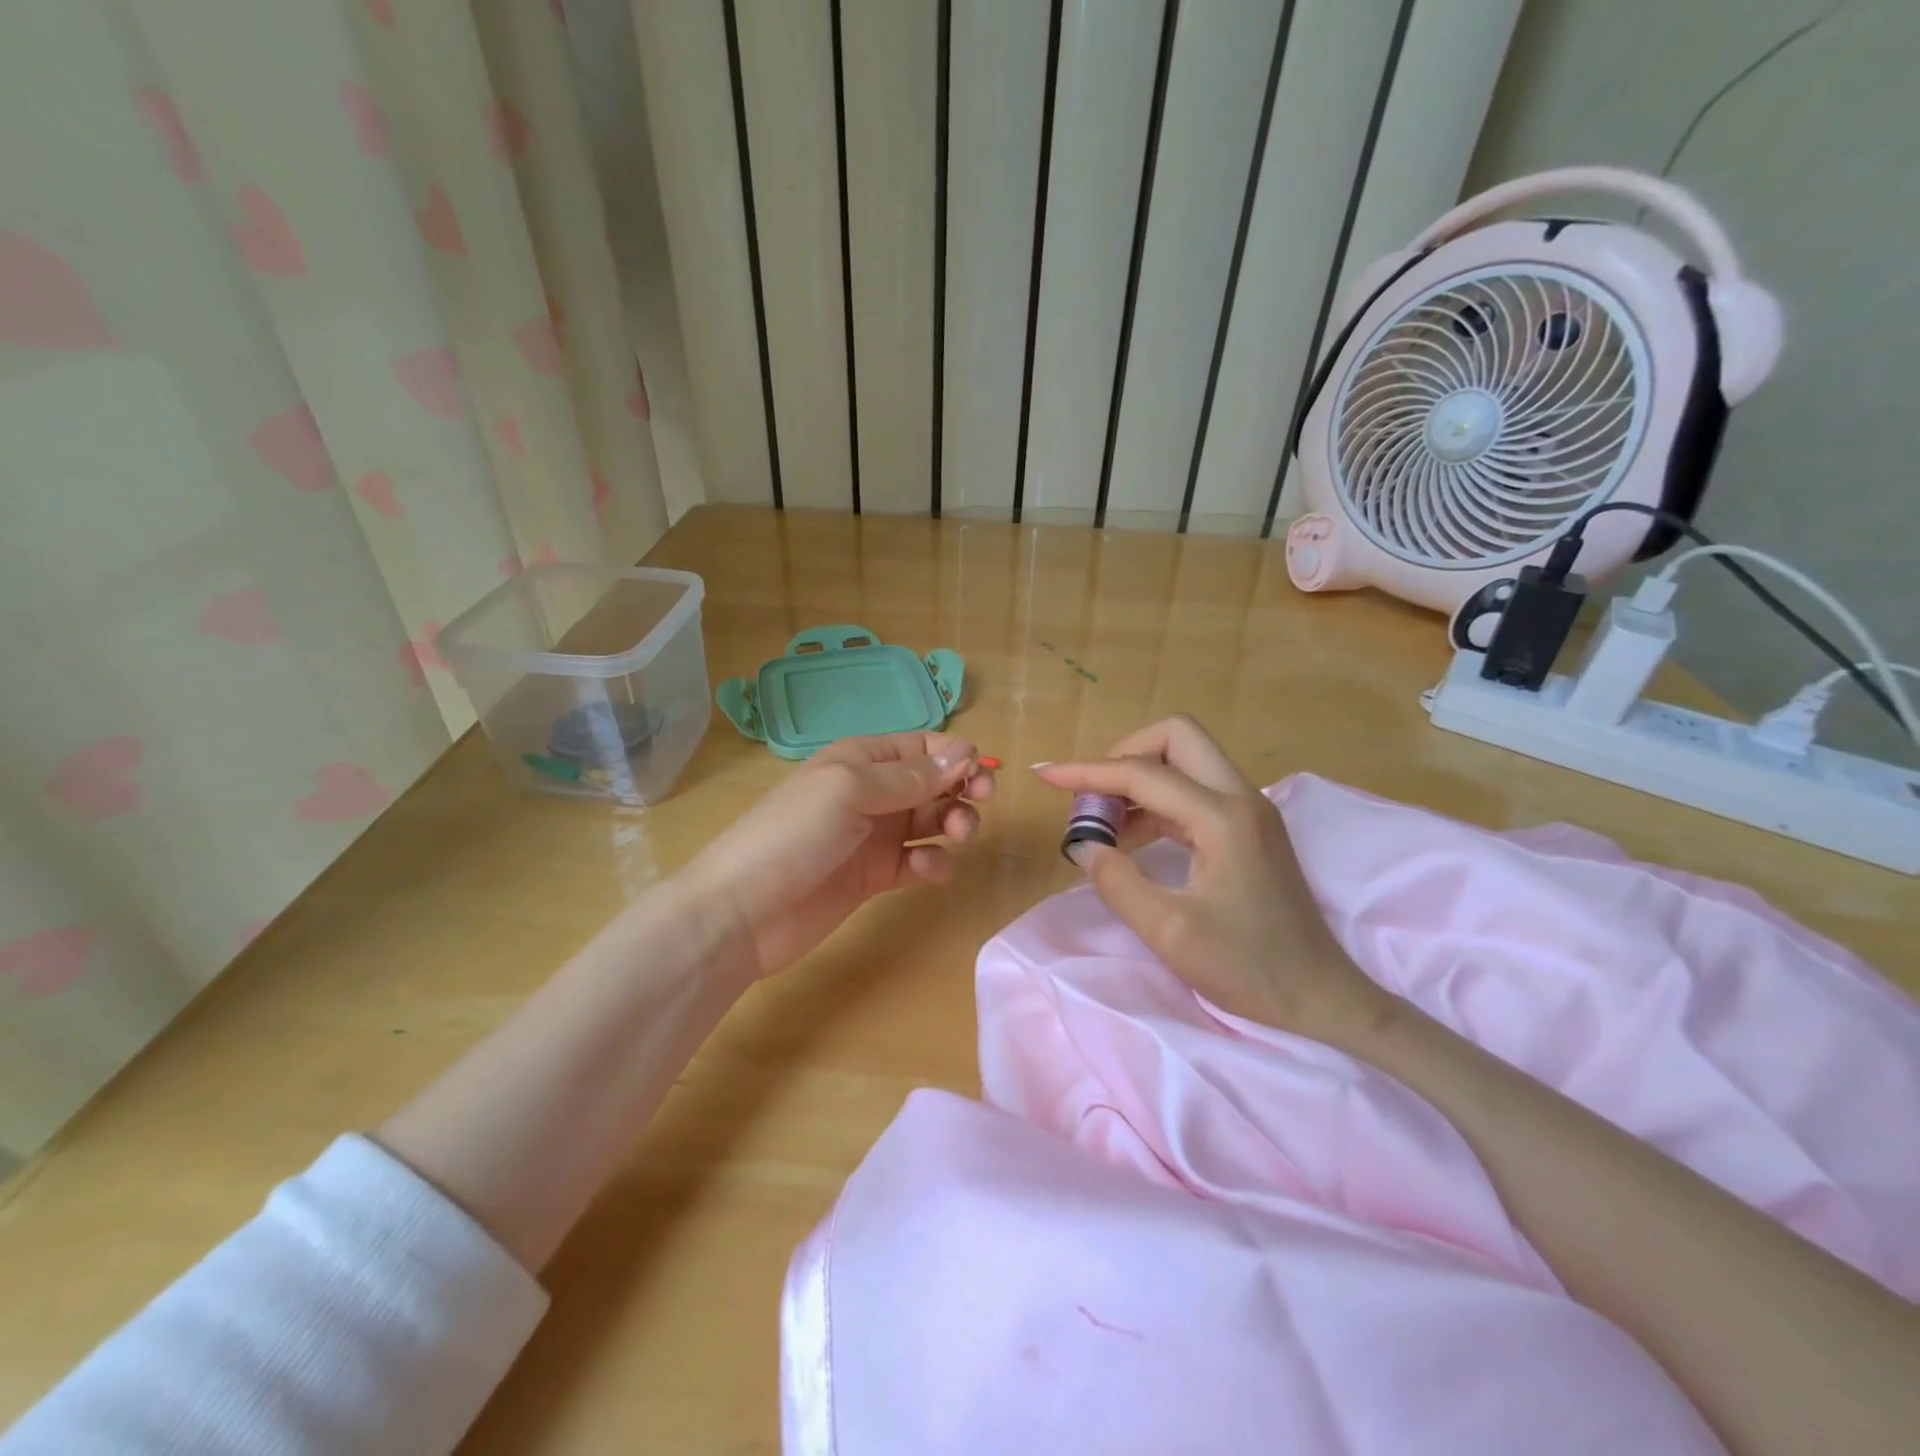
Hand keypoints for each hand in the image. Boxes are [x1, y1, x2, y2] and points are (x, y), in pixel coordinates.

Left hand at [682, 732, 993, 983]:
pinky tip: (927, 869)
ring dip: (953, 823)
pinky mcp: (876, 876)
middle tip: (979, 804)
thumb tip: (967, 750)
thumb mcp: (851, 790)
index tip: (980, 773)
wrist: (744, 911)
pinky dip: (932, 862)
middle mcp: (872, 792)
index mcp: (862, 759)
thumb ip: (911, 776)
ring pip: (932, 820)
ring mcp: (874, 836)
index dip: (954, 755)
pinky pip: (918, 861)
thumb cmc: (794, 834)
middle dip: (961, 788)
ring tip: (958, 836)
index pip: (922, 746)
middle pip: (933, 782)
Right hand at [1036, 716, 1388, 1043]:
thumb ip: (1117, 881)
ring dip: (1140, 777)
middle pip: (1177, 737)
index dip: (1087, 772)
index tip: (1044, 776)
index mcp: (1223, 817)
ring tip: (1101, 821)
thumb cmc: (1249, 968)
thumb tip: (1083, 845)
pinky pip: (1195, 792)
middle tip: (1091, 795)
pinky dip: (1157, 801)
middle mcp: (1241, 798)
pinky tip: (1130, 836)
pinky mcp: (1250, 829)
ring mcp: (1250, 811)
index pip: (1143, 773)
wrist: (1322, 998)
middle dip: (1124, 754)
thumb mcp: (1169, 931)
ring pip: (1187, 761)